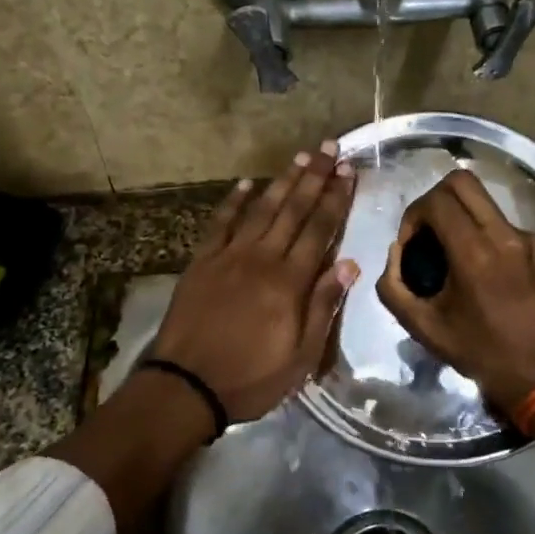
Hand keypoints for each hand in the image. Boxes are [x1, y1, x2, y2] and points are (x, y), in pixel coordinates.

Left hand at [150, 141, 358, 421]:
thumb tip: (348, 264)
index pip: (319, 229)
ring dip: (282, 181)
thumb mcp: (300, 356)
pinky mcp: (202, 261)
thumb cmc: (250, 378)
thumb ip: (322, 306)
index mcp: (289, 282)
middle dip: (314, 177)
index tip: (348, 171)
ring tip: (300, 157)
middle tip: (329, 148)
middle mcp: (261, 258)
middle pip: (293, 210)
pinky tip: (246, 184)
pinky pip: (220, 223)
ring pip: (261, 209)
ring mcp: (228, 256)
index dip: (336, 198)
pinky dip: (233, 201)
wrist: (185, 385)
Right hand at [376, 169, 534, 415]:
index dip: (414, 214)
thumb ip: (394, 287)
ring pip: (488, 206)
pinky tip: (494, 278)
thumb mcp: (426, 329)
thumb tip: (395, 254)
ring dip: (465, 221)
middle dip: (436, 199)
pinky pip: (510, 230)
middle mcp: (506, 235)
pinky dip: (492, 242)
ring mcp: (533, 240)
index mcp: (474, 253)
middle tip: (430, 232)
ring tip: (461, 260)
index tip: (411, 243)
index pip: (436, 200)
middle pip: (463, 182)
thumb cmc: (485, 355)